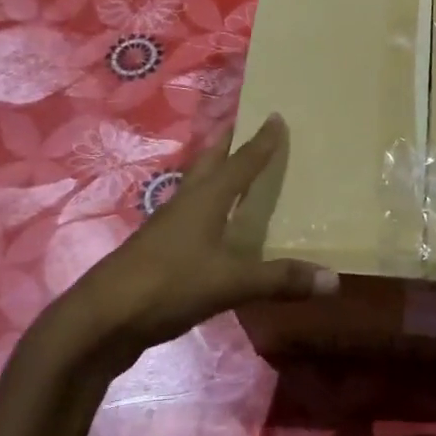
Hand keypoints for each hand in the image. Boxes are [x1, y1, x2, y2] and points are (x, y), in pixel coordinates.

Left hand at [41, 114, 336, 376]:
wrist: (100, 320)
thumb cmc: (167, 285)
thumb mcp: (230, 283)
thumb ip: (280, 280)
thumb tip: (335, 280)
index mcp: (205, 199)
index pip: (241, 162)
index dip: (261, 141)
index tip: (276, 115)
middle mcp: (185, 204)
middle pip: (209, 164)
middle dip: (228, 144)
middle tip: (246, 127)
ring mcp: (166, 229)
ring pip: (196, 189)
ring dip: (215, 175)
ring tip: (234, 172)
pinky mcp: (157, 253)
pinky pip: (189, 219)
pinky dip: (207, 212)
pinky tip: (215, 228)